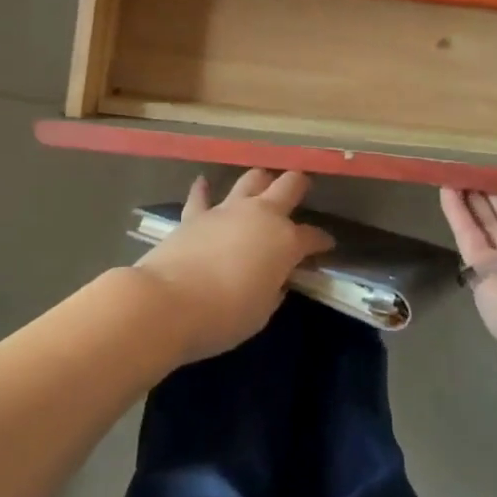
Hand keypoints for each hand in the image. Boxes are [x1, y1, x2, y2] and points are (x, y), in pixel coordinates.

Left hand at [134, 170, 334, 363]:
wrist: (169, 303)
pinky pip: (201, 196)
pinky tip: (203, 182)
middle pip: (287, 186)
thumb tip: (276, 280)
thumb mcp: (261, 312)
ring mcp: (226, 210)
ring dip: (260, 180)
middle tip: (303, 185)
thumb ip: (273, 290)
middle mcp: (260, 215)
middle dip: (298, 184)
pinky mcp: (195, 215)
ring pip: (250, 180)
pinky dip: (203, 189)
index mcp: (284, 241)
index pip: (312, 237)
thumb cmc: (224, 316)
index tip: (327, 246)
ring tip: (264, 180)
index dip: (322, 241)